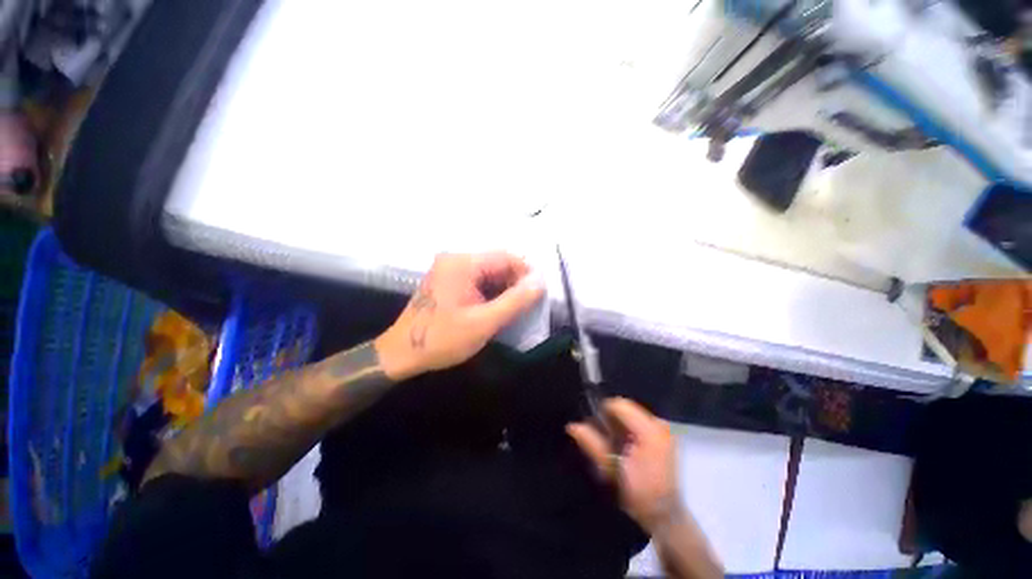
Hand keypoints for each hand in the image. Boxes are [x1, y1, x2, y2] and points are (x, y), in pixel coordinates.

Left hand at [375, 252, 544, 379]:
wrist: (401, 354)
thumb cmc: (442, 339)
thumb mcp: (484, 322)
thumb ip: (516, 301)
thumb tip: (540, 281)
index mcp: (462, 263)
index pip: (506, 257)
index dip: (526, 273)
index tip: (537, 294)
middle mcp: (455, 259)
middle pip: (497, 263)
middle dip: (514, 282)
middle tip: (525, 306)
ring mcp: (449, 268)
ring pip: (488, 272)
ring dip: (503, 288)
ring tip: (511, 309)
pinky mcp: (447, 280)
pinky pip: (477, 279)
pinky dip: (490, 291)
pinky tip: (493, 308)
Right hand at [567, 398, 685, 532]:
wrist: (667, 515)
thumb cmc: (639, 495)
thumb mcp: (611, 470)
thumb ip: (592, 444)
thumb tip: (571, 426)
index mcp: (649, 430)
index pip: (619, 404)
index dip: (603, 412)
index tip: (595, 428)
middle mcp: (659, 423)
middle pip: (626, 408)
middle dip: (612, 420)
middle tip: (605, 440)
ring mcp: (664, 429)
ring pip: (632, 414)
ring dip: (620, 425)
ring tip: (616, 446)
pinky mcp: (665, 435)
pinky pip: (640, 422)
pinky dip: (630, 430)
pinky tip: (628, 448)